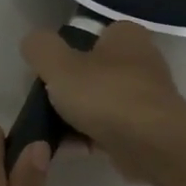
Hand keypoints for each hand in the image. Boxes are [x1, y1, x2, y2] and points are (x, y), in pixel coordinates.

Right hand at [21, 22, 185, 181]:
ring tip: (49, 133)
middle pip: (93, 72)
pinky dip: (88, 138)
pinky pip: (109, 130)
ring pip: (100, 104)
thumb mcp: (59, 65)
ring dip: (75, 118)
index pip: (91, 35)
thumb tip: (33, 42)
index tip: (48, 73)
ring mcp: (146, 98)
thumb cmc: (106, 95)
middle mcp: (141, 62)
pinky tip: (67, 150)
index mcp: (126, 36)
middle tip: (45, 104)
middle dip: (69, 90)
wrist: (152, 144)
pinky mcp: (146, 130)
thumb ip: (41, 48)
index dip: (66, 51)